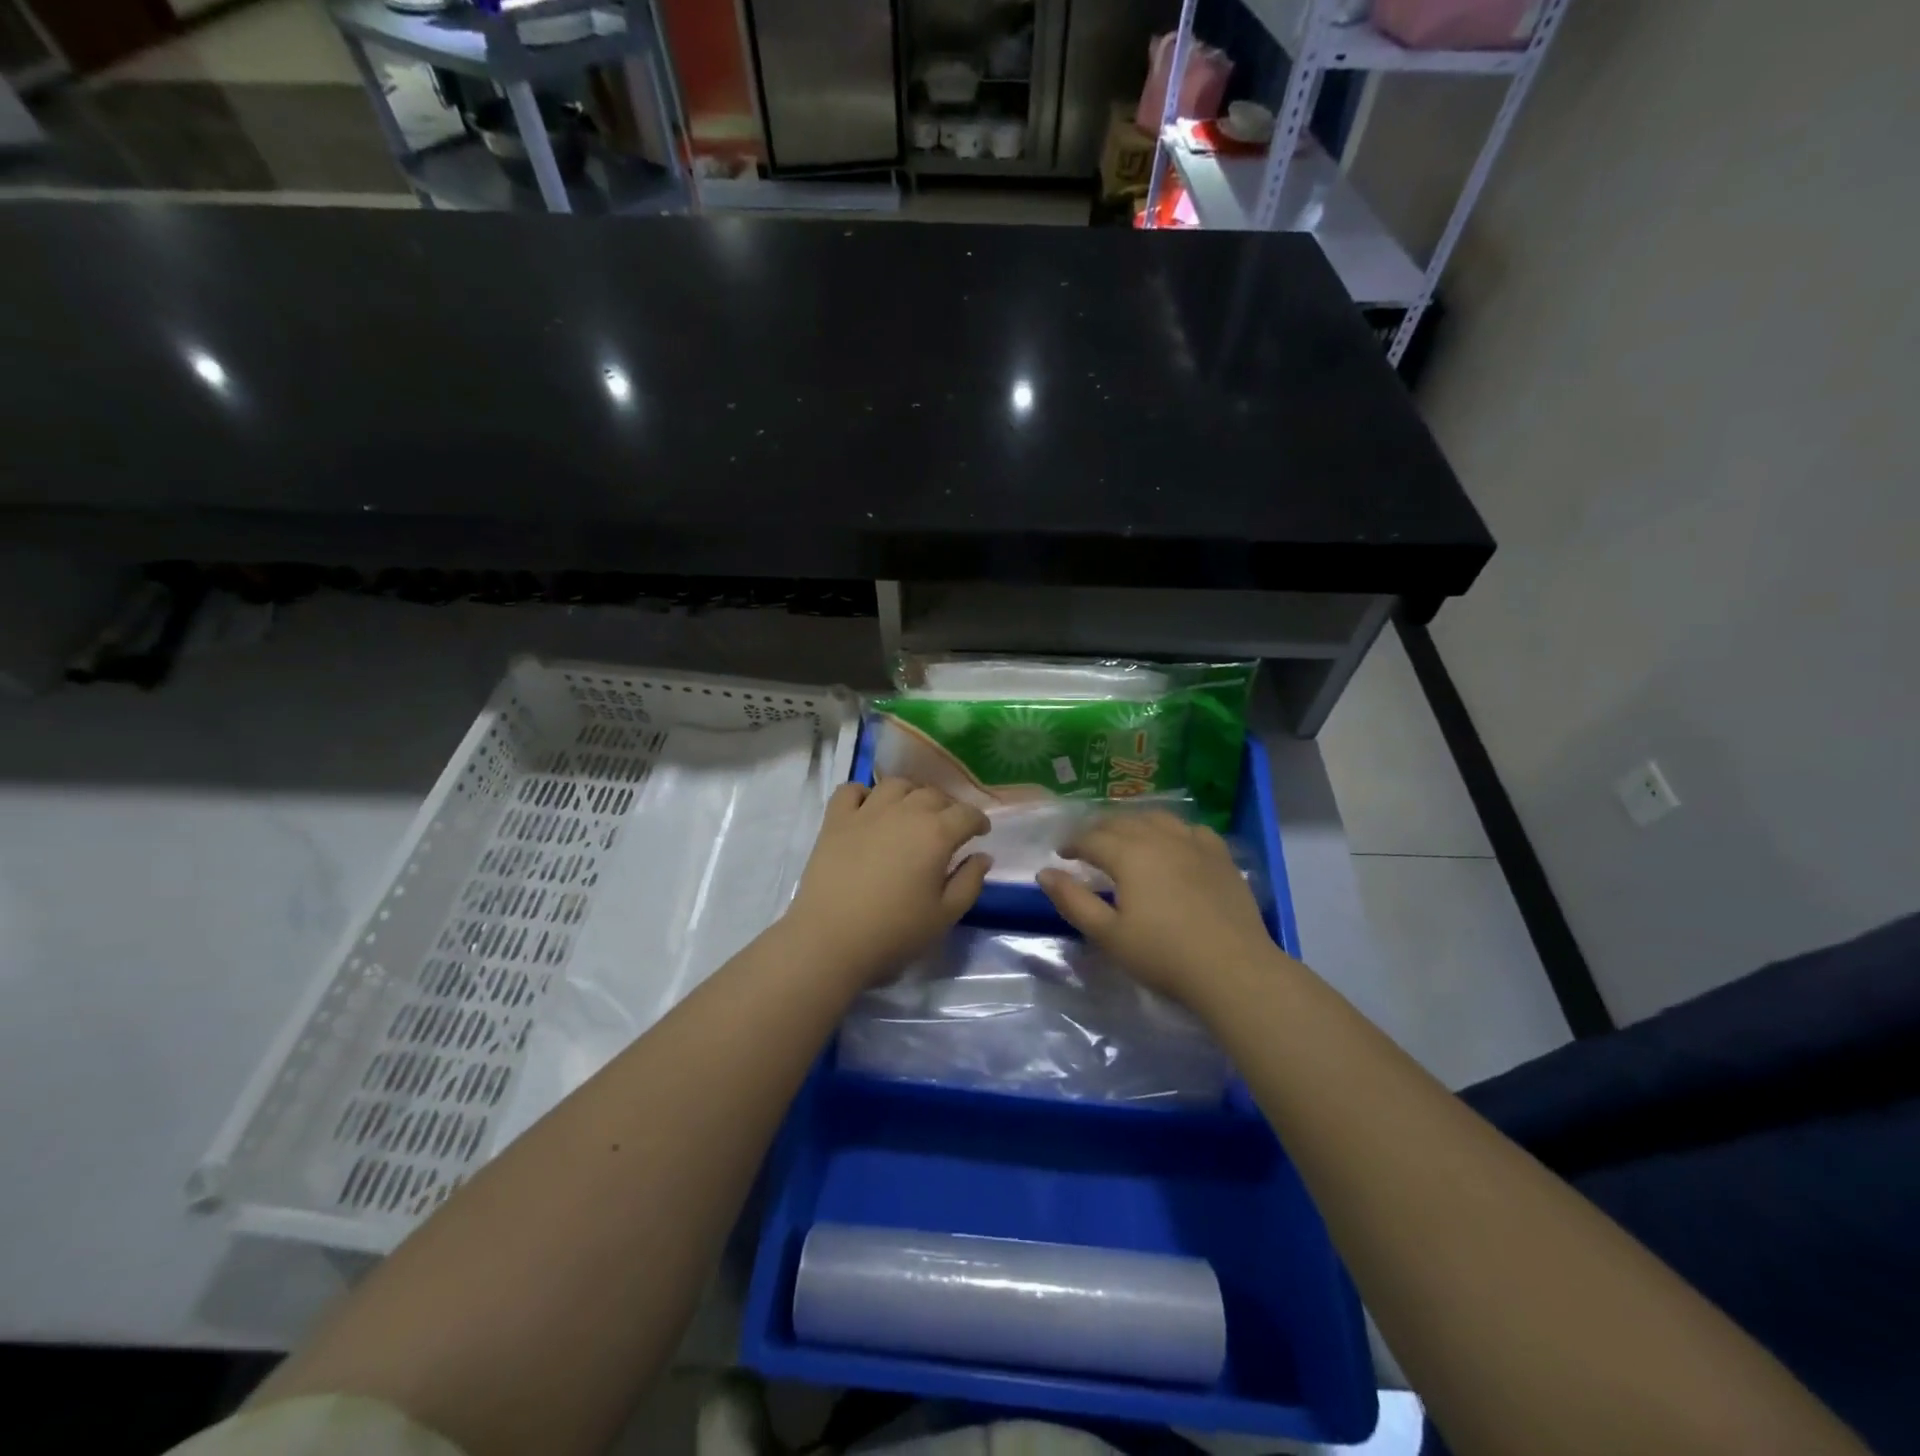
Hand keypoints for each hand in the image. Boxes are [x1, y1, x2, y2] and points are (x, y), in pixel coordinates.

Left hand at [783, 778, 990, 984]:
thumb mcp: (945, 915)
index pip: (967, 813)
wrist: (830, 940)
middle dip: (947, 807)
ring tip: (910, 813)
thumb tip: (982, 856)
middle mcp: (904, 812)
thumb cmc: (894, 932)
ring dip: (910, 795)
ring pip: (896, 785)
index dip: (978, 821)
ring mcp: (866, 812)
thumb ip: (969, 882)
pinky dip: (863, 793)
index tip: (980, 832)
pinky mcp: (835, 820)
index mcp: (936, 834)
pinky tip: (868, 810)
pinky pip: (851, 790)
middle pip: (933, 794)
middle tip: (947, 828)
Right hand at [1038, 810, 1277, 1001]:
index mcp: (1128, 854)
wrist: (1233, 969)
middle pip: (1122, 822)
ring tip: (1126, 838)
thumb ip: (1073, 901)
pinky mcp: (1220, 857)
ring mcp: (1194, 843)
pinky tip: (1173, 844)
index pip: (1091, 839)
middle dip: (1098, 830)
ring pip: (1157, 818)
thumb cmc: (1163, 955)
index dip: (1072, 844)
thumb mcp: (1108, 935)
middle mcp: (1160, 838)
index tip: (1061, 855)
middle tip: (1087, 845)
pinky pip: (1192, 830)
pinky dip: (1173, 831)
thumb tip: (1045, 872)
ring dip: (1134, 823)